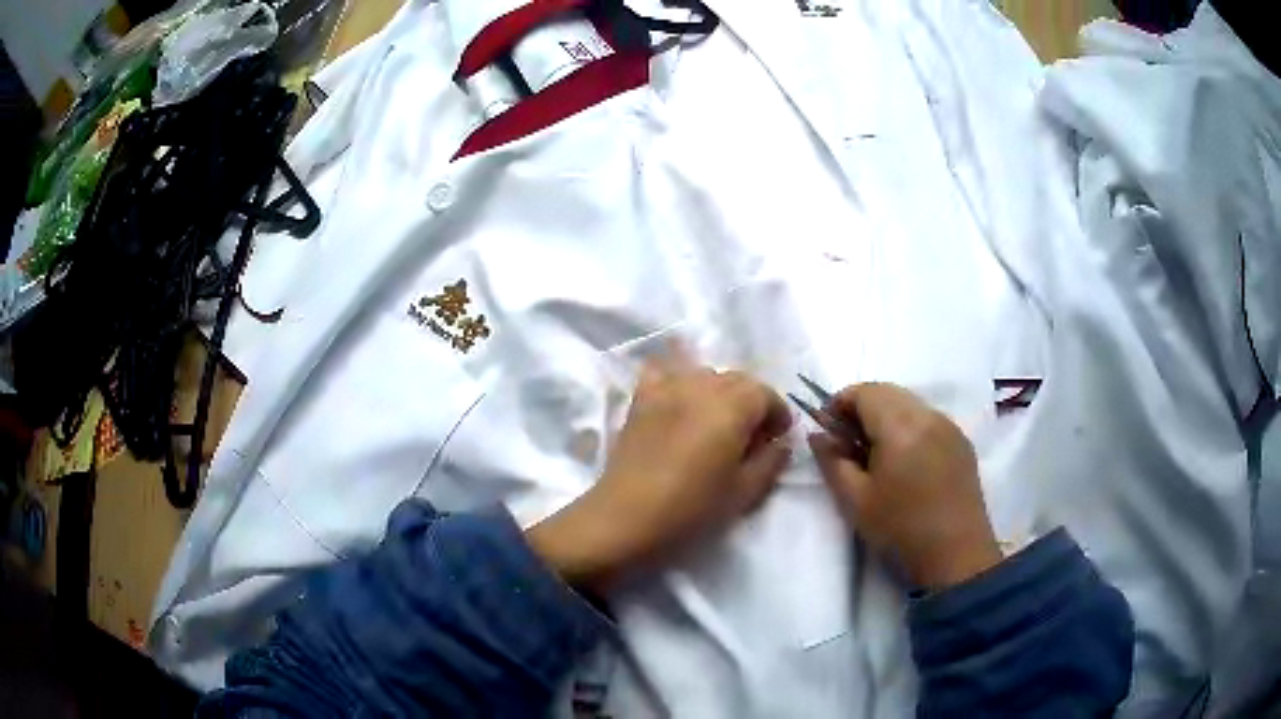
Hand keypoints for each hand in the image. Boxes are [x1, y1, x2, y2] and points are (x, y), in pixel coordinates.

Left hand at [527, 361, 792, 592]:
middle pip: (737, 380)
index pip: (764, 393)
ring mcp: (665, 388)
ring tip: (717, 424)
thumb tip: (780, 443)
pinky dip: (678, 380)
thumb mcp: (742, 493)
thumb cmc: (690, 510)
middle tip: (752, 437)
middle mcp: (700, 386)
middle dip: (752, 403)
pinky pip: (665, 373)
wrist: (626, 519)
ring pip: (705, 375)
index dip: (777, 413)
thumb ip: (770, 462)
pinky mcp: (640, 399)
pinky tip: (680, 403)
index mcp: (730, 408)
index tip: (778, 438)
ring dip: (720, 393)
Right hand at [808, 383, 1001, 590]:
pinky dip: (909, 427)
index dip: (839, 404)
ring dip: (886, 417)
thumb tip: (817, 434)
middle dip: (862, 409)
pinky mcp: (962, 442)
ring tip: (876, 456)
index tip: (828, 433)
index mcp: (901, 426)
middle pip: (887, 392)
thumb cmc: (901, 529)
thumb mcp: (855, 501)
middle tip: (848, 445)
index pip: (864, 391)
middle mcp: (928, 415)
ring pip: (909, 404)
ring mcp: (949, 426)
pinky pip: (928, 419)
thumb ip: (832, 461)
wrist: (956, 556)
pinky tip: (905, 463)